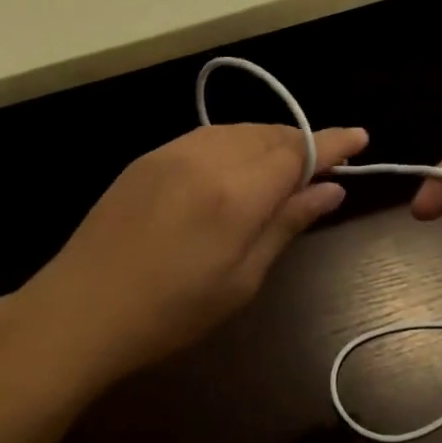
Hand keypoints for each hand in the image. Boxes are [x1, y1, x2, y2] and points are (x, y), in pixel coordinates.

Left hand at [9, 123, 367, 390]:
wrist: (80, 308)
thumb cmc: (170, 312)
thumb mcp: (241, 280)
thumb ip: (286, 225)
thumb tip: (330, 191)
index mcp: (237, 192)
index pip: (299, 151)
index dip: (333, 142)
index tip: (360, 137)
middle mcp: (207, 157)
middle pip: (270, 134)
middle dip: (302, 143)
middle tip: (324, 167)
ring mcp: (172, 152)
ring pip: (237, 131)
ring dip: (268, 141)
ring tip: (284, 168)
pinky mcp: (148, 158)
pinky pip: (205, 137)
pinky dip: (233, 144)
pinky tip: (235, 168)